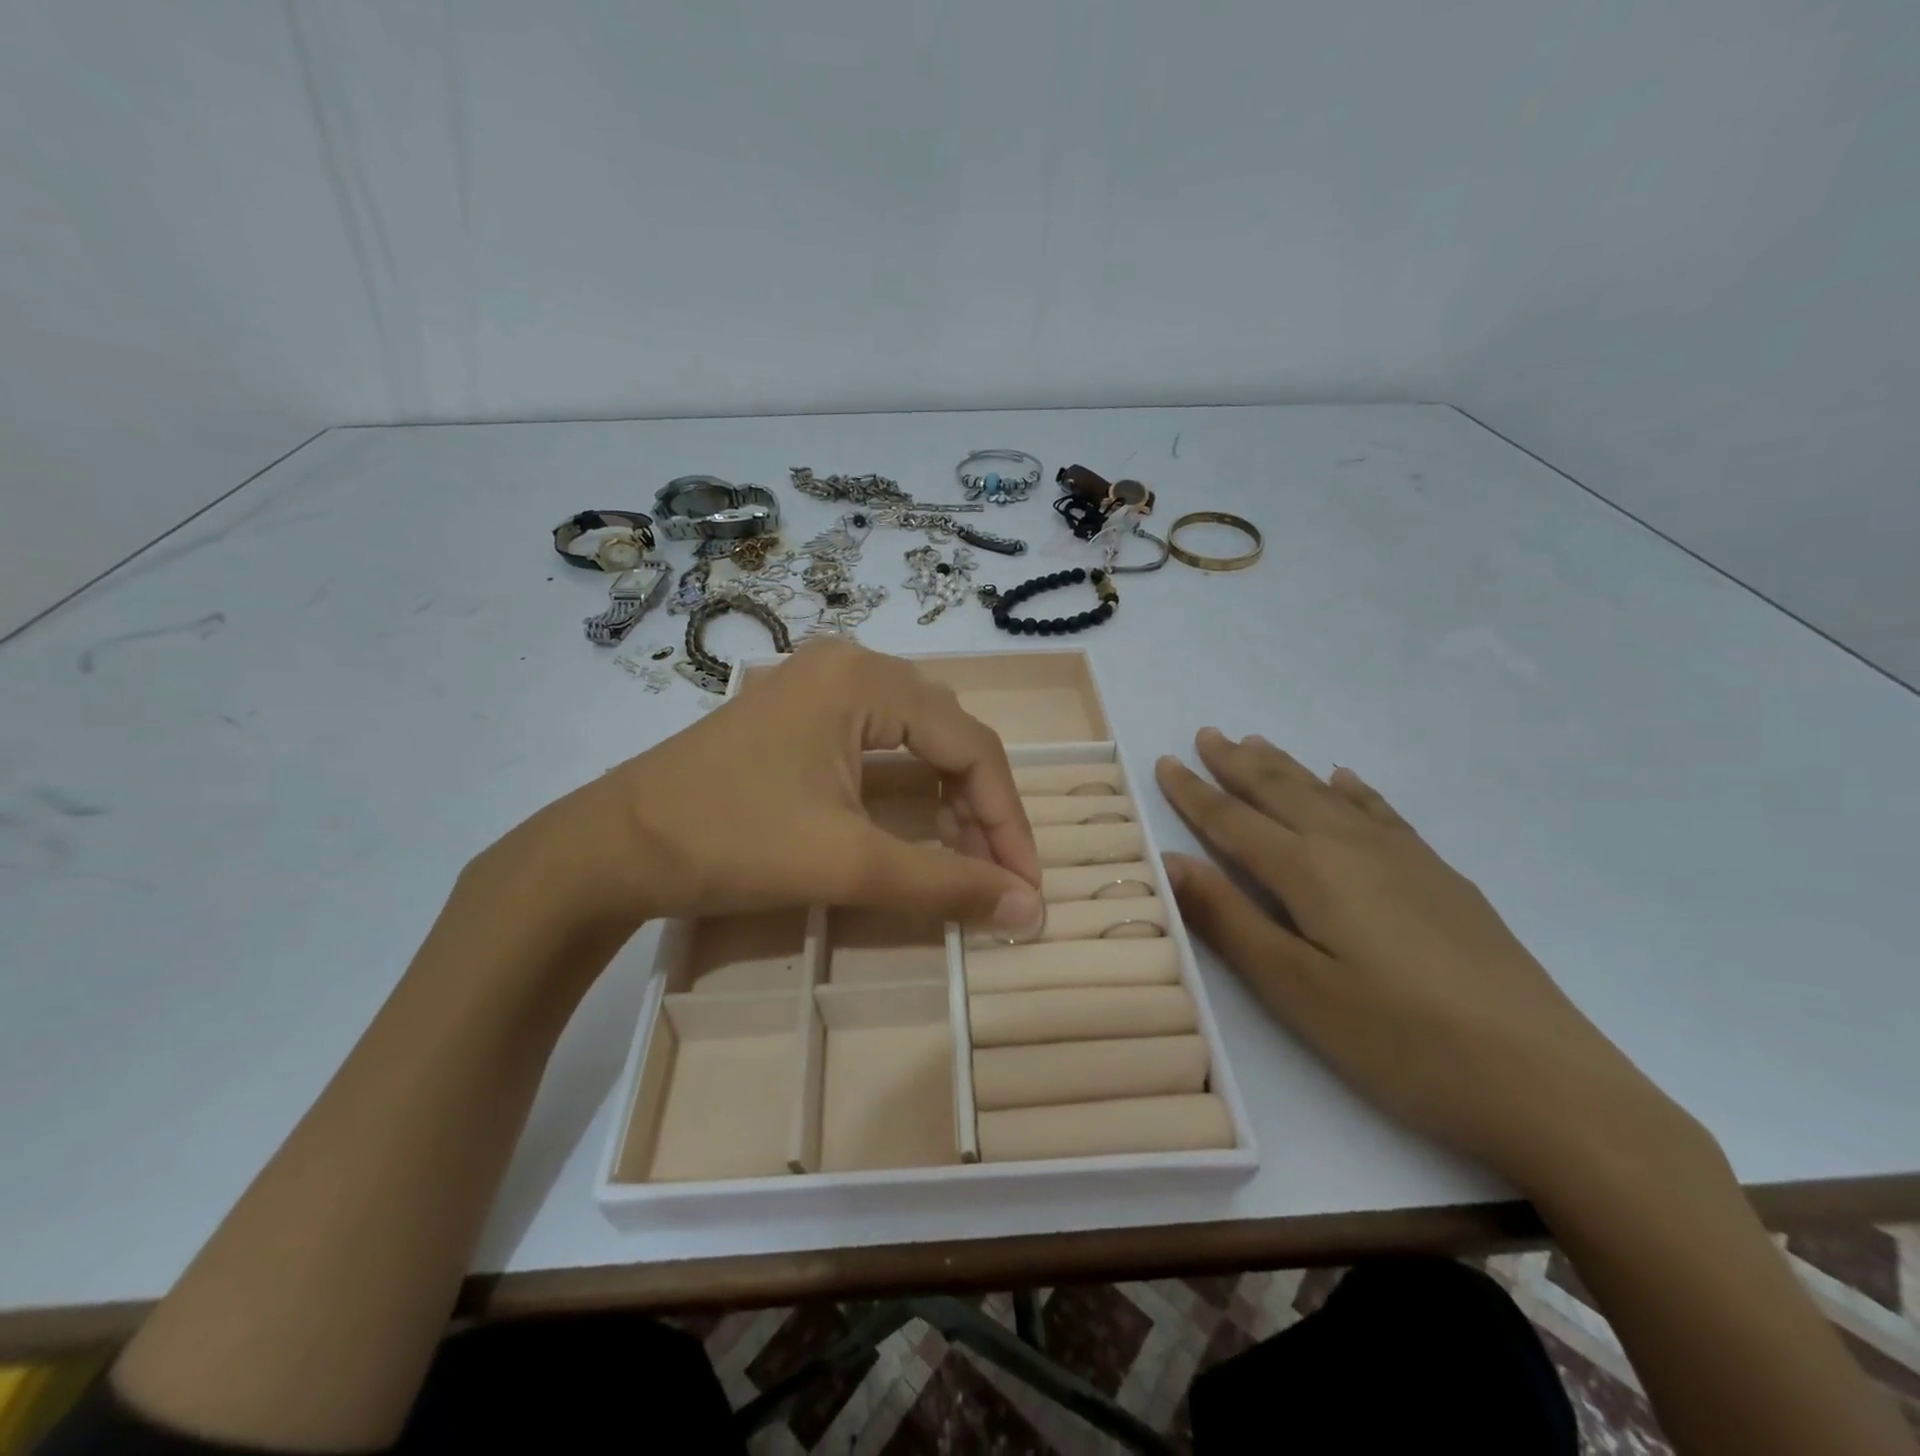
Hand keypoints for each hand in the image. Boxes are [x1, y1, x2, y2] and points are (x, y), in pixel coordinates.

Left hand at [469, 640, 1044, 937]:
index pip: (971, 746)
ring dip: (949, 801)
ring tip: (964, 861)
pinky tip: (918, 830)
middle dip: (980, 810)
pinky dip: (909, 790)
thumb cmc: (730, 843)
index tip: (1026, 887)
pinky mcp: (801, 714)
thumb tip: (1029, 913)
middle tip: (997, 877)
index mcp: (866, 679)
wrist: (610, 848)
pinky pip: (880, 745)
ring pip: (917, 741)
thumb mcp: (847, 864)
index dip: (1007, 820)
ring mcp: (821, 686)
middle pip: (948, 737)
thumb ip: (945, 886)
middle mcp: (851, 665)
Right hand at [1155, 728, 1705, 1195]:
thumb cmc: (1400, 1043)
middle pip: (1280, 792)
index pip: (1234, 822)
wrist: (1547, 1082)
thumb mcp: (1296, 990)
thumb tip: (1170, 861)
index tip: (1164, 762)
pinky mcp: (1440, 878)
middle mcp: (1351, 848)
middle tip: (1206, 734)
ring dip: (1285, 767)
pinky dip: (1353, 789)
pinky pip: (1381, 812)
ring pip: (1326, 794)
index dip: (1195, 793)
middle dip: (1237, 763)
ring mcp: (1403, 858)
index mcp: (1309, 872)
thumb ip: (1229, 920)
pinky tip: (1344, 779)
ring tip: (1256, 741)